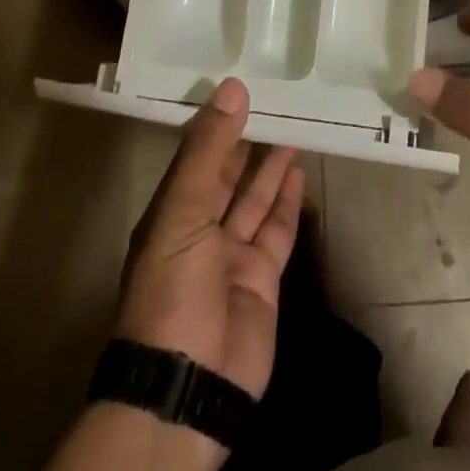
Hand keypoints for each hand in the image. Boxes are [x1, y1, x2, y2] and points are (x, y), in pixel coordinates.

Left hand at [115, 77, 304, 404]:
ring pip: (253, 201)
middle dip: (246, 144)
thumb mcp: (183, 208)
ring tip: (291, 128)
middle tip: (273, 102)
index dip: (217, 125)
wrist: (190, 383)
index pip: (196, 158)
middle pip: (226, 177)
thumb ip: (209, 148)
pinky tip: (298, 173)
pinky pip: (276, 230)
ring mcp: (231, 257)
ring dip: (270, 168)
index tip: (240, 88)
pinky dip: (287, 202)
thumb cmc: (173, 286)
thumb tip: (232, 87)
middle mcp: (199, 231)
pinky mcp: (262, 279)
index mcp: (170, 213)